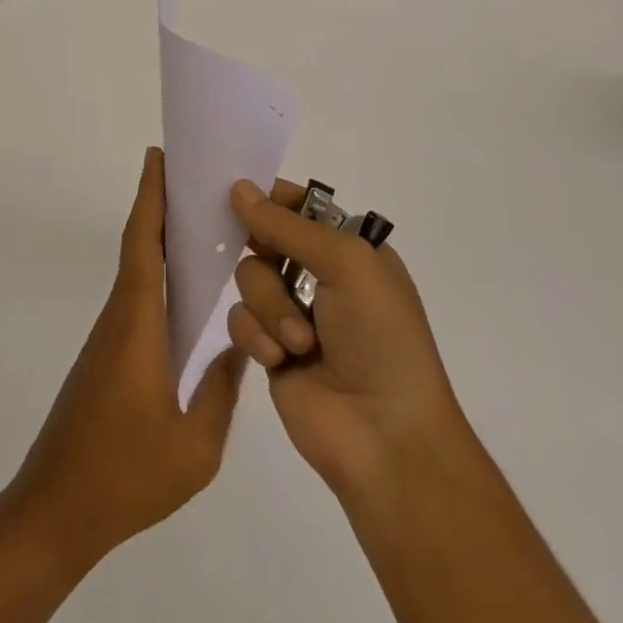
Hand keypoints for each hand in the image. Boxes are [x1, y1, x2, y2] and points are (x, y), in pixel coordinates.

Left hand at [0, 147, 244, 573]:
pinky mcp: (105, 360)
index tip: (158, 158)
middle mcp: (118, 321)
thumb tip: (240, 350)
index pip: (142, 245)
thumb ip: (221, 393)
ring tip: (202, 226)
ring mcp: (108, 341)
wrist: (53, 513)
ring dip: (160, 242)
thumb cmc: (124, 478)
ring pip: (136, 275)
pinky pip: (135, 302)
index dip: (150, 198)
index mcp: (137, 327)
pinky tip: (185, 294)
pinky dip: (157, 278)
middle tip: (194, 178)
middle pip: (138, 248)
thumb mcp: (194, 447)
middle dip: (160, 206)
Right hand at [226, 178, 471, 504]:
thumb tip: (238, 187)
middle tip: (271, 261)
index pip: (301, 206)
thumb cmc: (381, 337)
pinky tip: (280, 360)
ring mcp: (293, 313)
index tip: (237, 193)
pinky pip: (240, 320)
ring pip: (248, 278)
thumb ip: (288, 225)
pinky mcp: (270, 349)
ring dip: (270, 306)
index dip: (271, 199)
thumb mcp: (347, 264)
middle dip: (266, 255)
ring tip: (299, 341)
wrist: (385, 435)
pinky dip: (257, 336)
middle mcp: (320, 275)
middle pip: (265, 238)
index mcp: (350, 248)